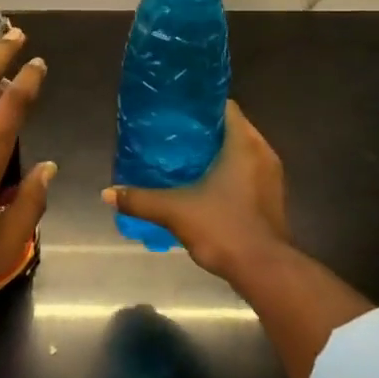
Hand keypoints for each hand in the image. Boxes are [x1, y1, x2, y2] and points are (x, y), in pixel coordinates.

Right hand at [104, 101, 291, 282]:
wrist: (264, 270)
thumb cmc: (224, 228)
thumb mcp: (175, 212)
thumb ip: (140, 200)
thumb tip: (107, 193)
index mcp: (244, 144)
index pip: (224, 107)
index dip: (199, 106)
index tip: (175, 112)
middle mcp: (263, 153)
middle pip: (230, 129)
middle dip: (203, 131)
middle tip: (171, 135)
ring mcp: (270, 176)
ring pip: (240, 151)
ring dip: (216, 152)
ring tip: (183, 158)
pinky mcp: (271, 197)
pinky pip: (247, 171)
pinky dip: (227, 171)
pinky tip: (203, 183)